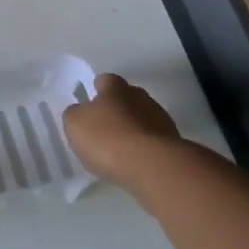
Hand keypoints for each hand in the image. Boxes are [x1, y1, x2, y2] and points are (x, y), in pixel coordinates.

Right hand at [63, 73, 183, 191]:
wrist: (152, 167)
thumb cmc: (107, 138)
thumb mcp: (75, 124)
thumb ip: (75, 114)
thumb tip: (81, 111)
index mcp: (115, 88)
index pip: (105, 80)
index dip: (97, 90)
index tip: (90, 102)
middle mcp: (141, 97)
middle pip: (127, 98)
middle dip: (117, 109)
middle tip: (104, 127)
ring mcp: (161, 120)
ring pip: (142, 119)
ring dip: (133, 129)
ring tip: (120, 149)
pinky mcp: (174, 143)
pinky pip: (153, 141)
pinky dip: (144, 148)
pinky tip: (134, 162)